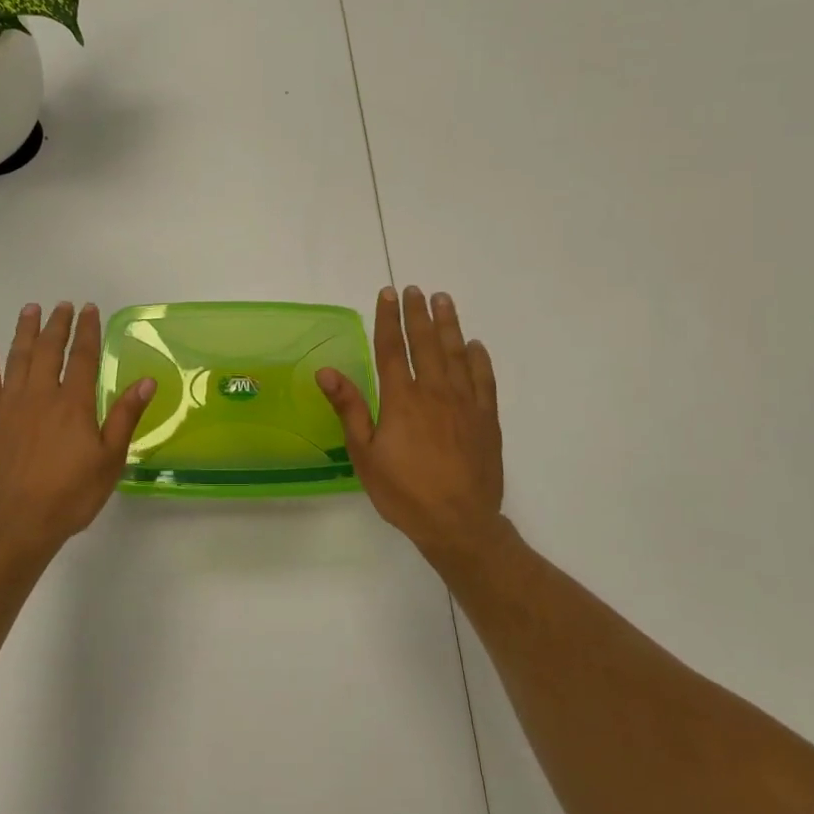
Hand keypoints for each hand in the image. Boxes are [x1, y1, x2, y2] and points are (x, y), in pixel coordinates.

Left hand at [0, 302, 155, 562]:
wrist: (14, 525)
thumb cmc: (69, 496)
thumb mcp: (109, 461)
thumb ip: (124, 417)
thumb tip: (147, 380)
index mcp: (73, 403)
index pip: (82, 357)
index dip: (87, 330)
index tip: (89, 309)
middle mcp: (40, 395)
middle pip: (48, 350)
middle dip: (57, 324)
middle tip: (62, 304)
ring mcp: (10, 406)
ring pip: (18, 358)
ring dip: (24, 332)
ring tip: (30, 309)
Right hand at [317, 286, 506, 560]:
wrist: (459, 524)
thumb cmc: (404, 492)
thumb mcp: (365, 454)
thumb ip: (349, 409)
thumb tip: (326, 372)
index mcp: (402, 399)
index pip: (393, 348)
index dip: (388, 319)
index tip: (388, 293)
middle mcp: (435, 392)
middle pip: (427, 343)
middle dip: (418, 313)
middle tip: (415, 289)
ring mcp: (465, 404)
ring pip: (457, 354)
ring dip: (449, 324)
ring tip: (444, 300)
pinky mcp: (487, 419)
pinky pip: (484, 380)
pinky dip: (479, 359)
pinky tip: (475, 345)